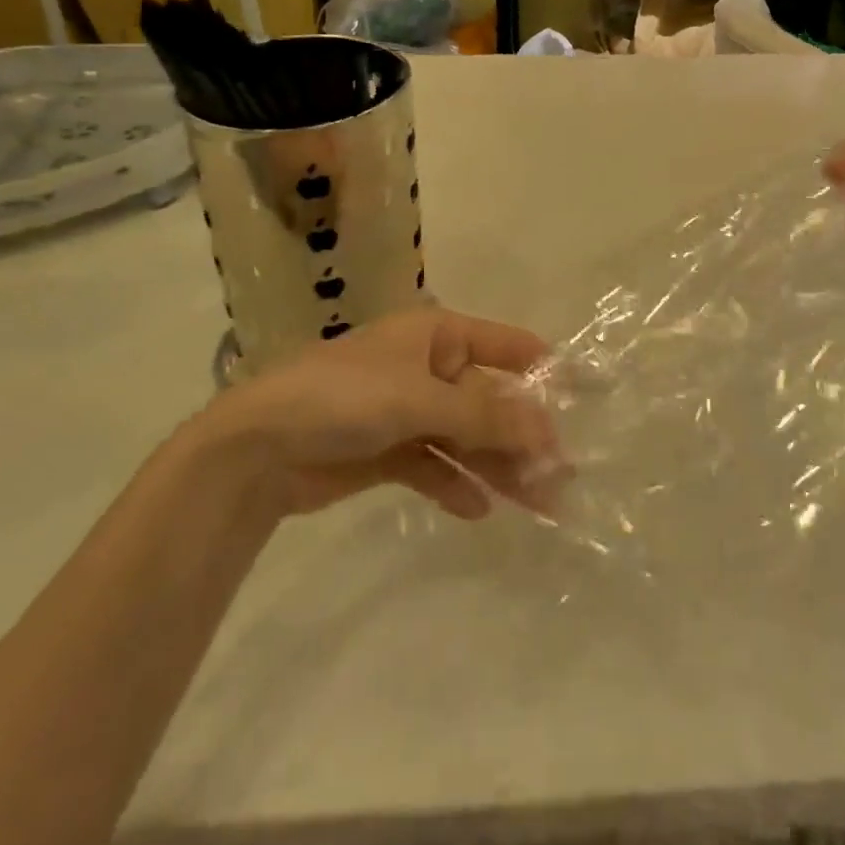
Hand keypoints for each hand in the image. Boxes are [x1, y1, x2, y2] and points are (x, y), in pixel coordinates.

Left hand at [204, 308, 559, 520]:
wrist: (256, 448)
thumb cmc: (344, 398)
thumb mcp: (420, 399)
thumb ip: (485, 417)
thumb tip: (548, 432)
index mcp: (437, 335)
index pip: (506, 345)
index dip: (546, 369)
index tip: (587, 396)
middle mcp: (428, 367)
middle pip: (489, 401)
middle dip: (524, 437)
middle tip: (562, 478)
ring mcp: (407, 410)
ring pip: (466, 438)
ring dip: (498, 467)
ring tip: (537, 504)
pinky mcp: (387, 451)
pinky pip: (434, 465)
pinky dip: (455, 484)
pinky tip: (478, 509)